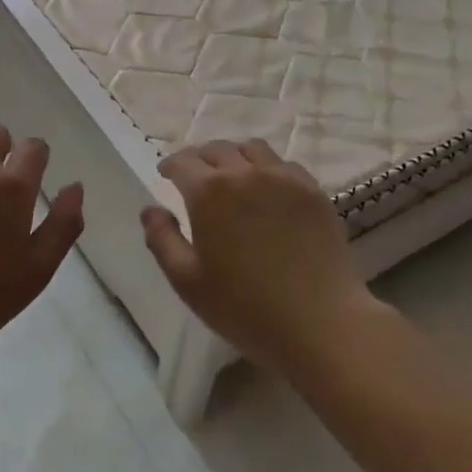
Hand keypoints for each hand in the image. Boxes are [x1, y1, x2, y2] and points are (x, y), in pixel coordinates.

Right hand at [142, 140, 370, 372]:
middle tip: (195, 176)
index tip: (165, 175)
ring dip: (234, 156)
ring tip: (232, 174)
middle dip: (200, 158)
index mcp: (208, 192)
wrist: (320, 323)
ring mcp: (283, 179)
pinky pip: (284, 165)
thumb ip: (162, 239)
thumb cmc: (244, 307)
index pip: (182, 162)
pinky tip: (268, 189)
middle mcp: (244, 174)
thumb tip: (151, 210)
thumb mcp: (187, 281)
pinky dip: (268, 168)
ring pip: (252, 149)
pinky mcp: (313, 192)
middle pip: (217, 149)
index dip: (170, 166)